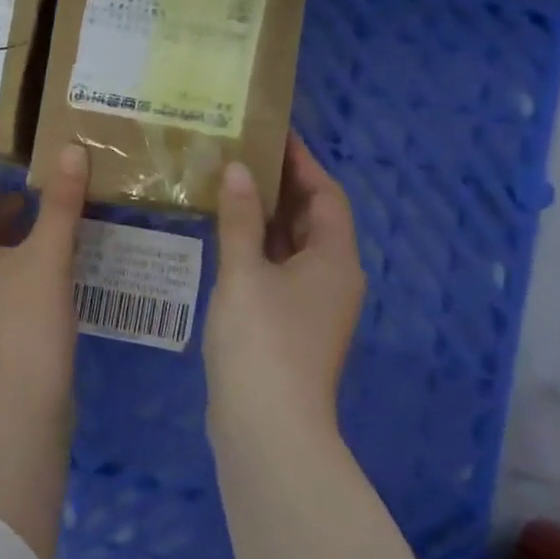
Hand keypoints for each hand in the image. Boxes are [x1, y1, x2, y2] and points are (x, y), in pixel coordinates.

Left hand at [0, 143, 89, 421]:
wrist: (21, 404)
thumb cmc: (25, 320)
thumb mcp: (47, 254)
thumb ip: (60, 203)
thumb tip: (70, 148)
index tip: (4, 189)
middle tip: (29, 203)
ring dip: (12, 247)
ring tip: (46, 232)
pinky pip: (6, 292)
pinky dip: (24, 273)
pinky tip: (55, 275)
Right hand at [204, 131, 365, 432]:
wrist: (267, 425)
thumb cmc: (262, 340)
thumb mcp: (245, 272)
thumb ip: (239, 218)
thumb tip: (237, 169)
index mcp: (335, 259)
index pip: (326, 195)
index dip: (303, 162)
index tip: (272, 133)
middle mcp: (332, 278)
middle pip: (312, 219)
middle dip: (281, 186)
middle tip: (240, 154)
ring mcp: (312, 305)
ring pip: (292, 246)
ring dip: (265, 217)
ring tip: (228, 185)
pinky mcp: (289, 325)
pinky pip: (277, 269)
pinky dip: (256, 247)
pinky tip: (224, 236)